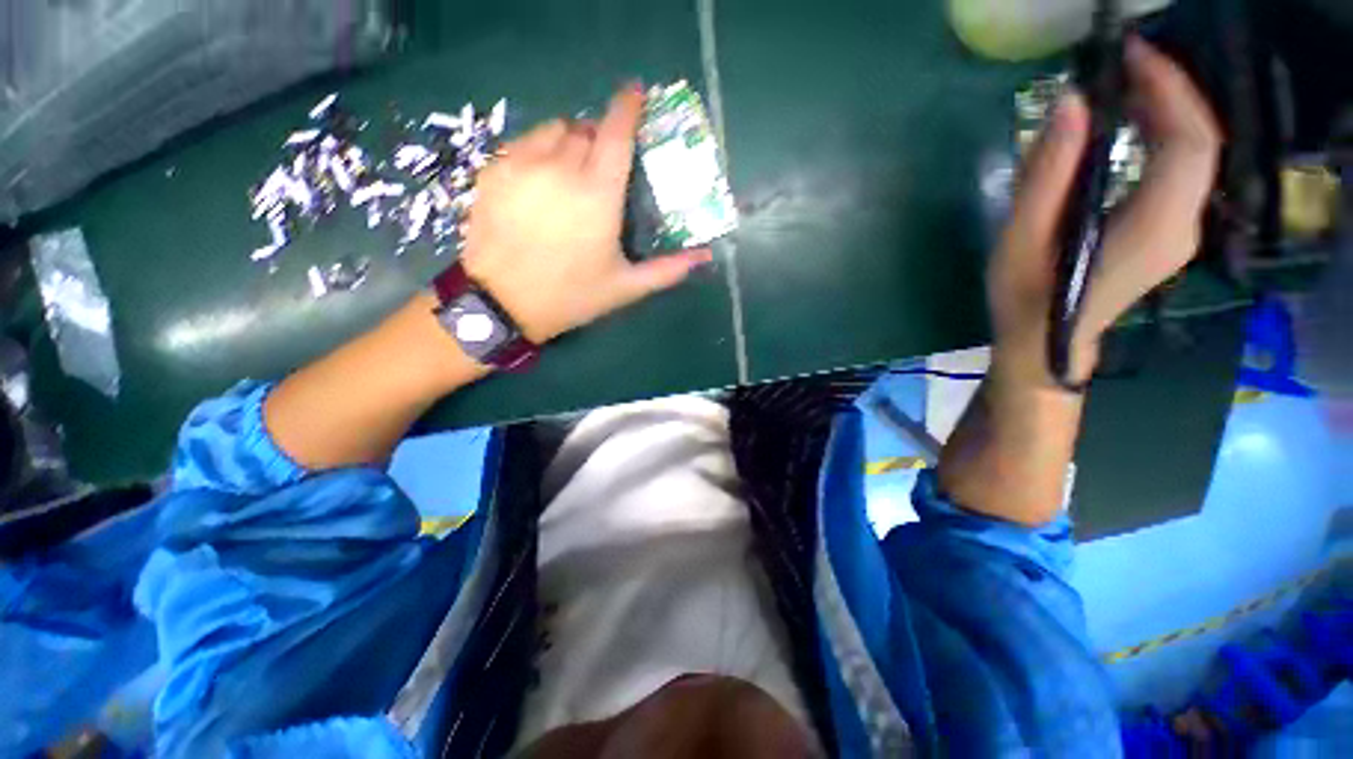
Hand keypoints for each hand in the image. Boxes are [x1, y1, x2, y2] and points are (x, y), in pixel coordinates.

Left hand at [460, 83, 712, 343]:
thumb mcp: (625, 287)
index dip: (628, 107)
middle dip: (600, 138)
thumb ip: (667, 269)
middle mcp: (562, 168)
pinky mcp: (495, 170)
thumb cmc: (572, 295)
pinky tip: (541, 180)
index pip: (617, 132)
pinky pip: (524, 142)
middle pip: (587, 129)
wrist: (503, 303)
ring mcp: (523, 165)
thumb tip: (705, 256)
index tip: (636, 94)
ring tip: (571, 171)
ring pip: (554, 130)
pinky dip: (539, 150)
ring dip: (570, 141)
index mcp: (598, 194)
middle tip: (603, 167)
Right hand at [988, 37, 1221, 385]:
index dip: (1170, 88)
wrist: (1043, 348)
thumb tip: (1069, 103)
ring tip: (1126, 85)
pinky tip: (1133, 125)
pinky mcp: (1169, 232)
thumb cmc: (1025, 301)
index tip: (1132, 53)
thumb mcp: (1021, 241)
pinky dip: (1164, 136)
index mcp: (1153, 227)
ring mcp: (1181, 231)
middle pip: (1200, 142)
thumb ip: (1046, 176)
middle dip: (1170, 90)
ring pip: (1196, 154)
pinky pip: (1182, 171)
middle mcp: (1183, 225)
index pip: (1189, 142)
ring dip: (1168, 110)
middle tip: (1125, 62)